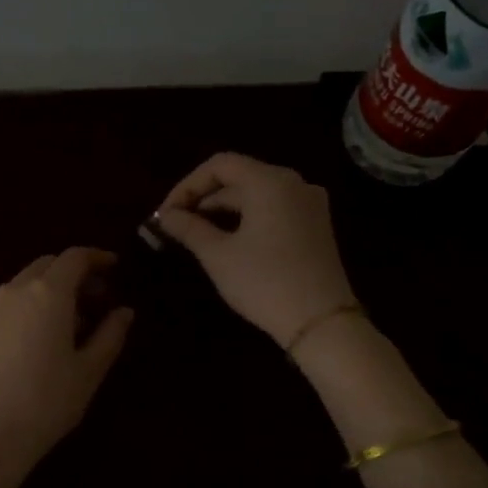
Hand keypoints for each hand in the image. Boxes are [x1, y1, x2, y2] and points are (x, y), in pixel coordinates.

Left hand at [0, 247, 133, 487]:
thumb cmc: (46, 401)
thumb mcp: (89, 370)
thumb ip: (110, 335)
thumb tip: (124, 311)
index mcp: (48, 293)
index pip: (75, 257)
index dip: (97, 257)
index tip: (115, 267)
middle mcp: (16, 291)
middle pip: (48, 265)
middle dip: (74, 273)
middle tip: (98, 298)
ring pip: (26, 284)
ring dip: (51, 290)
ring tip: (73, 322)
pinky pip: (10, 305)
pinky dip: (31, 307)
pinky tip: (41, 339)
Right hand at [156, 153, 356, 346]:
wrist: (322, 323)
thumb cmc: (264, 282)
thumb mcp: (218, 255)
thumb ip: (189, 228)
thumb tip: (165, 216)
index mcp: (270, 181)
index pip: (220, 165)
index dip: (188, 185)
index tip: (166, 212)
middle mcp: (294, 183)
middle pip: (239, 177)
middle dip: (204, 198)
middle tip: (175, 224)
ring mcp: (310, 204)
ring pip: (256, 194)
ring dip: (224, 209)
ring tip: (196, 233)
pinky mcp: (316, 225)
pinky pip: (274, 209)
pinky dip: (247, 218)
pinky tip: (228, 240)